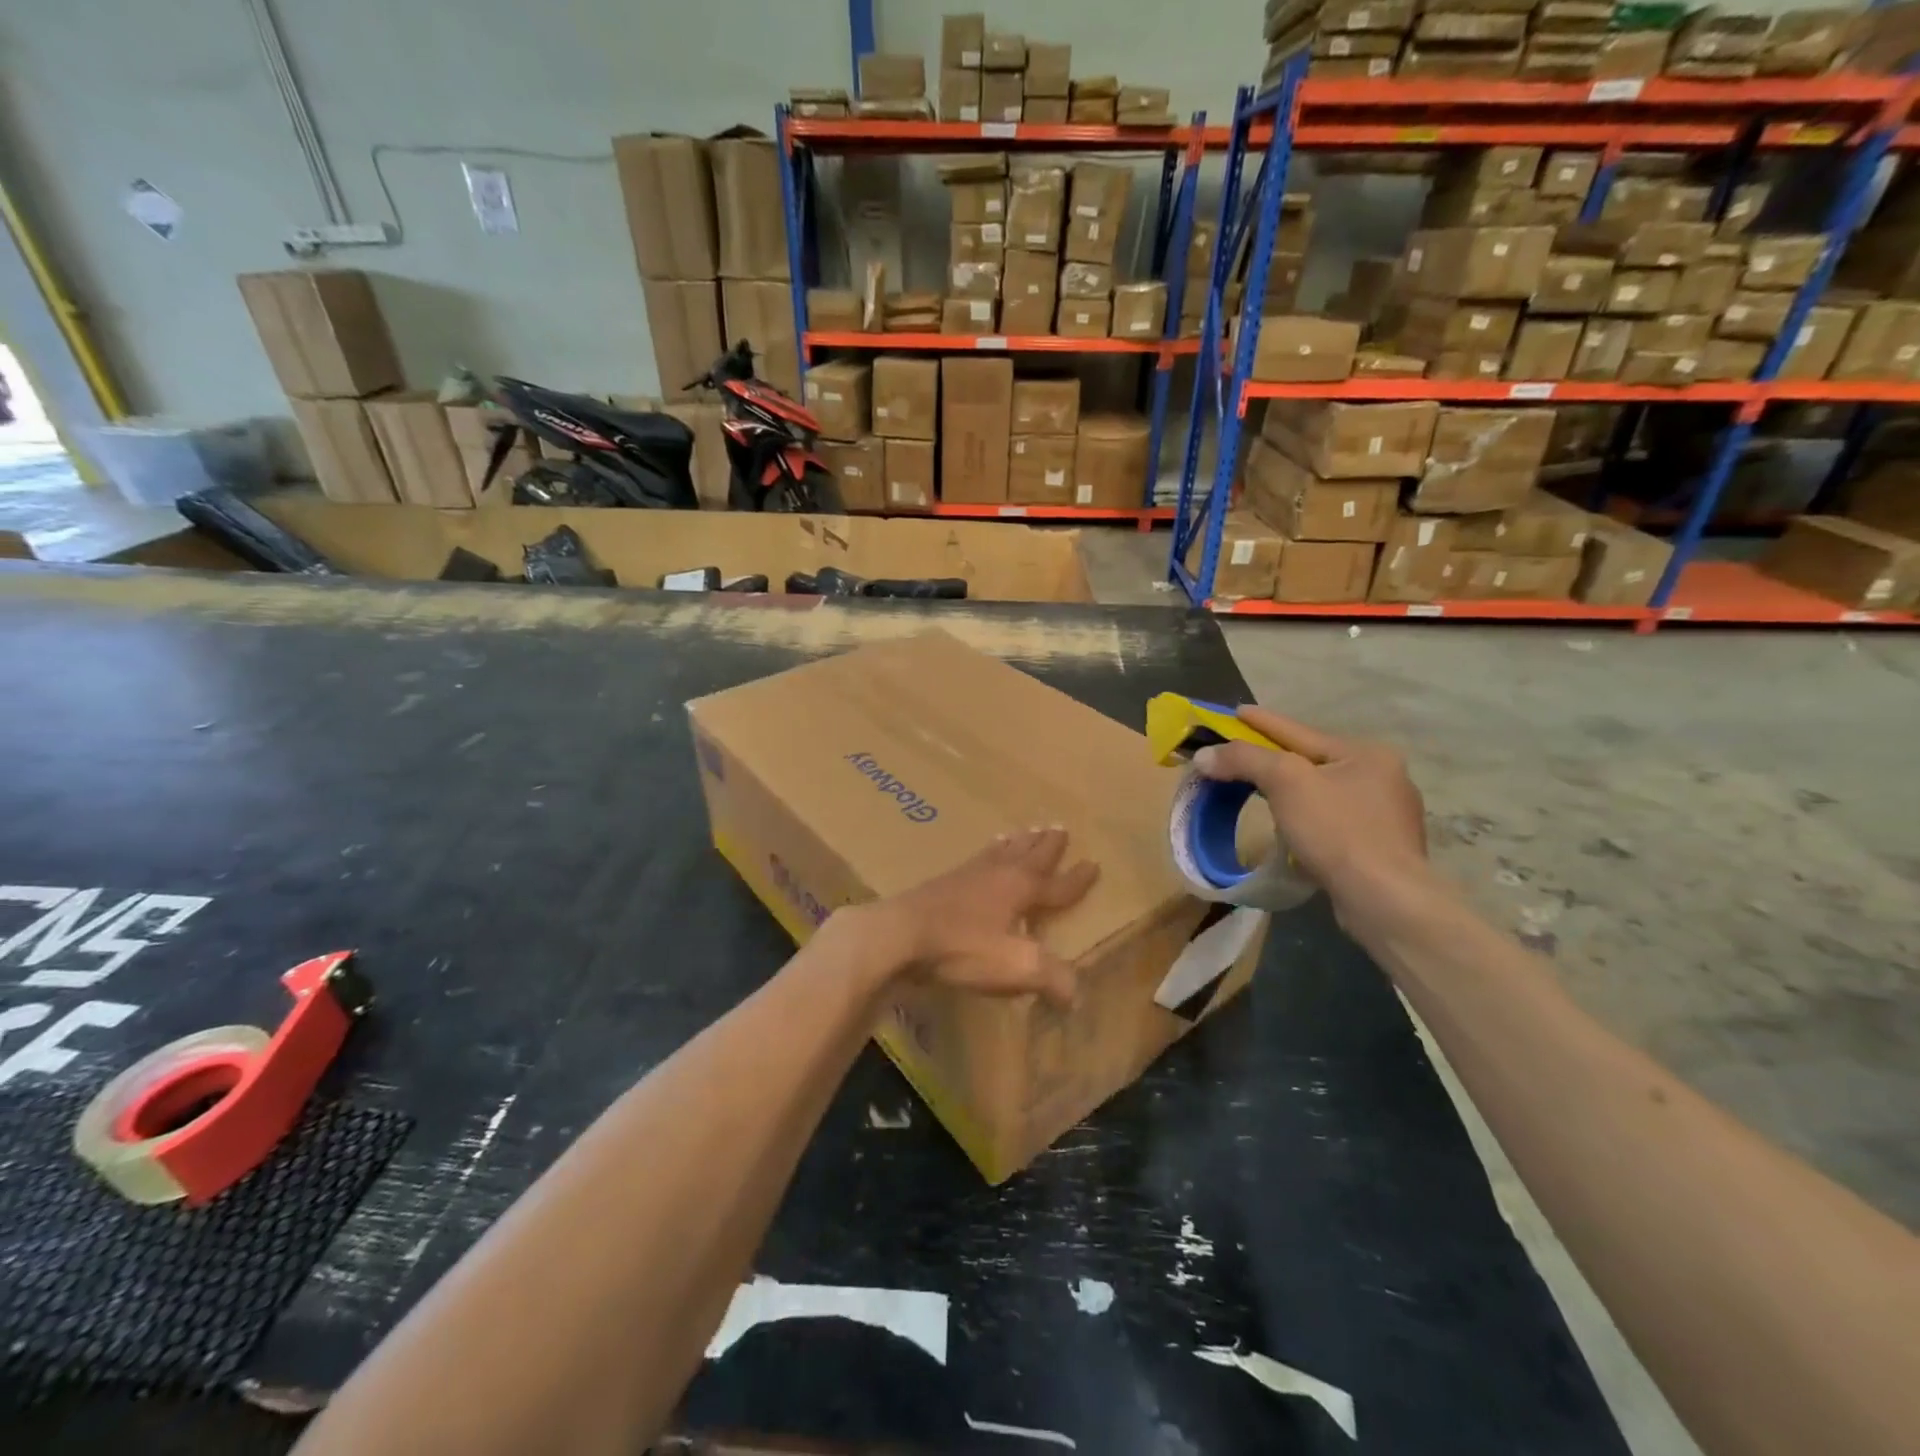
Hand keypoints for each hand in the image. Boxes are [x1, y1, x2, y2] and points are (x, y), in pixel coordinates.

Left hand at [870, 827, 1098, 1005]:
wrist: (901, 934)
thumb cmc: (963, 948)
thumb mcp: (1015, 967)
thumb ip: (1051, 978)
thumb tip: (1077, 995)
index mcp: (1021, 890)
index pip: (1058, 885)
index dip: (1077, 879)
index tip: (1094, 864)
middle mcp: (998, 875)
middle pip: (1029, 855)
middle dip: (1047, 846)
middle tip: (1060, 827)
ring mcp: (969, 875)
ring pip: (1001, 852)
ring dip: (1018, 843)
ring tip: (1025, 830)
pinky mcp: (944, 882)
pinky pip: (976, 859)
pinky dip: (987, 852)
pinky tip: (982, 855)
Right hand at [1193, 707, 1427, 911]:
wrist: (1384, 898)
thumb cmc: (1337, 830)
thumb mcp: (1285, 782)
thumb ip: (1244, 759)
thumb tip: (1204, 755)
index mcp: (1367, 754)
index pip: (1301, 732)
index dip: (1263, 722)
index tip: (1236, 711)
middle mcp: (1383, 778)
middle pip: (1313, 762)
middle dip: (1277, 758)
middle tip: (1241, 754)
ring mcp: (1386, 817)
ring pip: (1323, 794)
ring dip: (1291, 792)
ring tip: (1262, 791)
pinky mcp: (1380, 850)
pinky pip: (1332, 823)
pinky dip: (1307, 820)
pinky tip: (1293, 828)